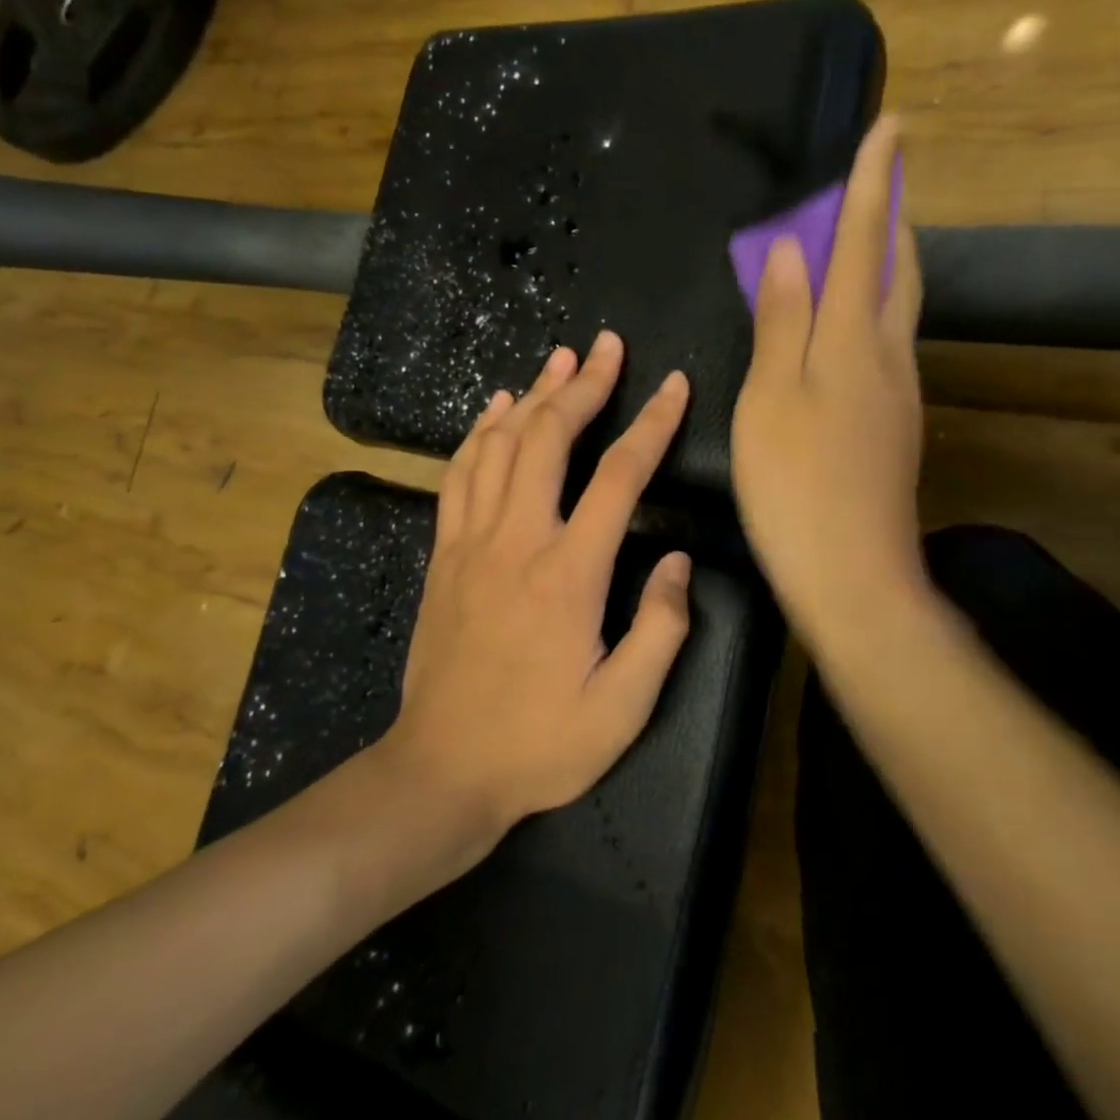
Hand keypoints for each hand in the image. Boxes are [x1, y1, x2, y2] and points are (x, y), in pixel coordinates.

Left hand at [383, 332, 693, 834]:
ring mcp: (472, 543)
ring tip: (560, 359)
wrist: (441, 773)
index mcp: (569, 573)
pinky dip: (480, 432)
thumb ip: (660, 629)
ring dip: (533, 395)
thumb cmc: (540, 745)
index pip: (620, 476)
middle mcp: (517, 541)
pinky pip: (460, 474)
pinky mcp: (444, 554)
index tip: (675, 385)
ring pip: (500, 445)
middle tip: (607, 346)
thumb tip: (678, 561)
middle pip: (549, 438)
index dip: (653, 424)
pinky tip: (496, 407)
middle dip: (583, 385)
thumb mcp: (623, 708)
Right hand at [731, 116, 928, 651]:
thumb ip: (782, 319)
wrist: (854, 576)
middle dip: (890, 216)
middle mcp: (889, 356)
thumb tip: (787, 248)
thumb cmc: (797, 485)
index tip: (889, 126)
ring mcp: (899, 393)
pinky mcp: (895, 425)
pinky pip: (887, 343)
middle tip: (876, 181)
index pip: (865, 242)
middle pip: (897, 269)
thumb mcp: (771, 397)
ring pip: (898, 308)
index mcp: (854, 340)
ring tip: (860, 239)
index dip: (872, 183)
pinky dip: (872, 310)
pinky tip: (848, 325)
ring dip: (885, 261)